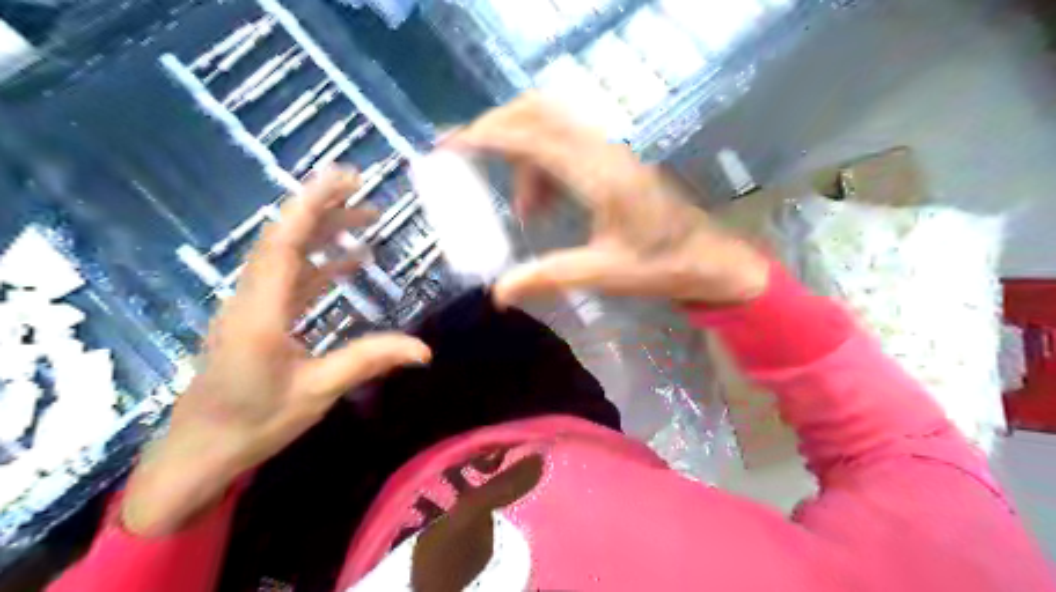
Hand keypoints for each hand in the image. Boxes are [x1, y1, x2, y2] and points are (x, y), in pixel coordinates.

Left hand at [124, 167, 432, 535]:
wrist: (198, 453)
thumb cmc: (253, 423)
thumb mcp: (317, 392)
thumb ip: (368, 361)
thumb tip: (424, 350)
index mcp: (261, 311)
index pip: (285, 243)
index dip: (312, 205)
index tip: (343, 178)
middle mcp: (251, 298)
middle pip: (285, 240)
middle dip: (324, 210)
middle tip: (365, 191)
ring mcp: (252, 307)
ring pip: (288, 256)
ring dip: (325, 234)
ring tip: (367, 219)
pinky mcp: (257, 319)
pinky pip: (290, 279)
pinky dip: (321, 264)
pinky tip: (349, 262)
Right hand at [451, 95, 769, 307]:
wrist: (707, 259)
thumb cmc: (660, 266)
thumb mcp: (603, 274)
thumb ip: (549, 277)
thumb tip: (499, 293)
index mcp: (599, 176)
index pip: (533, 136)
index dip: (488, 135)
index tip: (452, 146)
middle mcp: (604, 151)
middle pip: (540, 110)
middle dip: (499, 128)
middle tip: (473, 159)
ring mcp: (611, 151)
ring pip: (552, 123)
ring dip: (523, 153)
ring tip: (526, 209)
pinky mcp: (615, 159)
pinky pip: (566, 142)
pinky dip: (542, 162)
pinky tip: (545, 203)